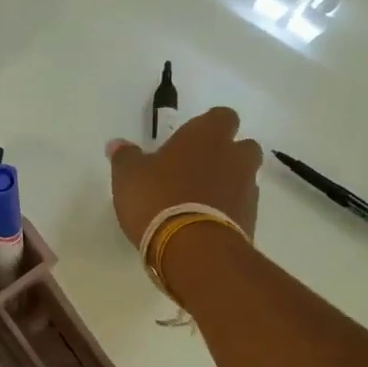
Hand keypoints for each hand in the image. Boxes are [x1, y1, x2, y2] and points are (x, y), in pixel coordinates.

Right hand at [107, 107, 261, 246]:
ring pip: (244, 179)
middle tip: (197, 172)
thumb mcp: (129, 176)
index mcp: (207, 135)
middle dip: (226, 156)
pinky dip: (228, 213)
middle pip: (242, 147)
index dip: (208, 128)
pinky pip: (241, 208)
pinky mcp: (250, 220)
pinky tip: (204, 226)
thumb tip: (117, 144)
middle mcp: (235, 156)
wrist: (194, 249)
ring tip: (200, 203)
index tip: (189, 143)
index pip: (222, 117)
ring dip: (228, 186)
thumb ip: (125, 157)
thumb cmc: (159, 200)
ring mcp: (247, 189)